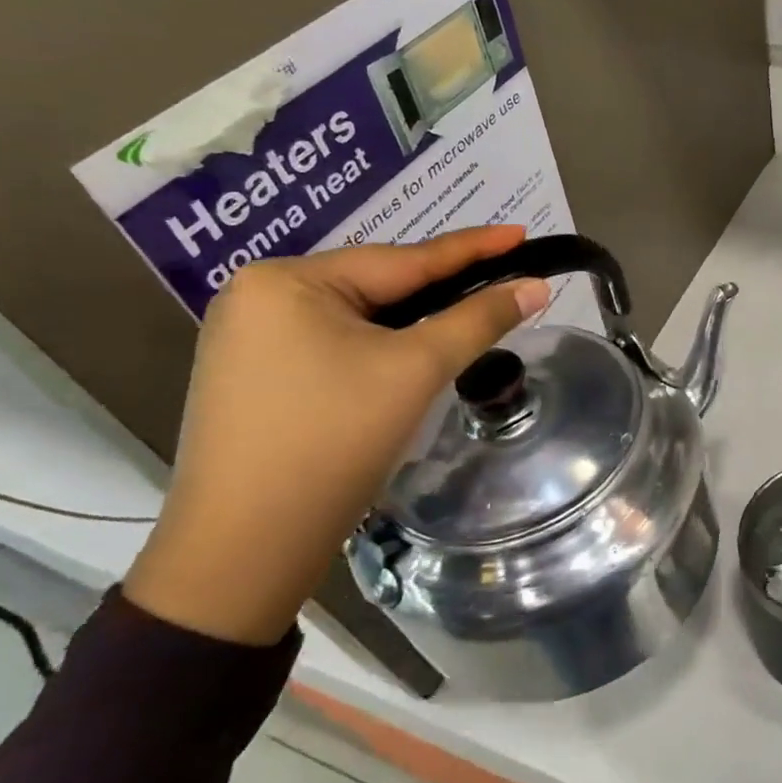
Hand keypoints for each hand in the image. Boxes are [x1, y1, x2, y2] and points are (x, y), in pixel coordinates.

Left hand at [124, 227, 548, 645]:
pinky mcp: (255, 376)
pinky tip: (412, 352)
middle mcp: (259, 296)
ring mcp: (249, 339)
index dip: (472, 248)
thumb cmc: (333, 442)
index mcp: (288, 281)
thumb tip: (536, 287)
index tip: (521, 233)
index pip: (404, 259)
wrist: (246, 549)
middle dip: (442, 287)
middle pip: (379, 286)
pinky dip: (382, 345)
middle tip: (504, 277)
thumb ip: (479, 320)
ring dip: (415, 319)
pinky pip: (335, 344)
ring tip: (470, 311)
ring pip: (359, 317)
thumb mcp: (416, 370)